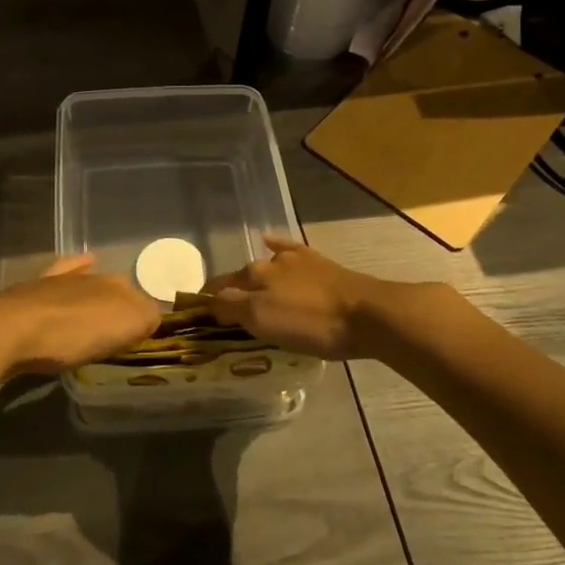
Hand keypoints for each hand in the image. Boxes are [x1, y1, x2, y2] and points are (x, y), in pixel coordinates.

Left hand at [0, 256, 159, 377]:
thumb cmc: (73, 332)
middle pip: (114, 289)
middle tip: (123, 328)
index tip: (144, 334)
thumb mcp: (123, 327)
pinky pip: (61, 273)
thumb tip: (152, 316)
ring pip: (87, 280)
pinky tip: (80, 264)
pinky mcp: (33, 288)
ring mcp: (61, 280)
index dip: (144, 316)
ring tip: (103, 306)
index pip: (140, 299)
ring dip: (96, 290)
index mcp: (116, 286)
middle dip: (121, 303)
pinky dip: (73, 267)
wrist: (12, 329)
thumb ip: (146, 318)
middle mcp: (92, 276)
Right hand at [205, 236, 387, 359]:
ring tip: (247, 294)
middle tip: (227, 317)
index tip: (198, 318)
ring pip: (264, 266)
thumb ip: (231, 308)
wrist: (366, 314)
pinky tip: (268, 241)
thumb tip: (210, 302)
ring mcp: (296, 259)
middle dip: (230, 293)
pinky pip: (288, 248)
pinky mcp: (318, 262)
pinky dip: (274, 244)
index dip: (207, 303)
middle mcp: (269, 261)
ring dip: (251, 278)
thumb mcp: (263, 321)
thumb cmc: (312, 323)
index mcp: (252, 275)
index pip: (219, 288)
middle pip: (240, 278)